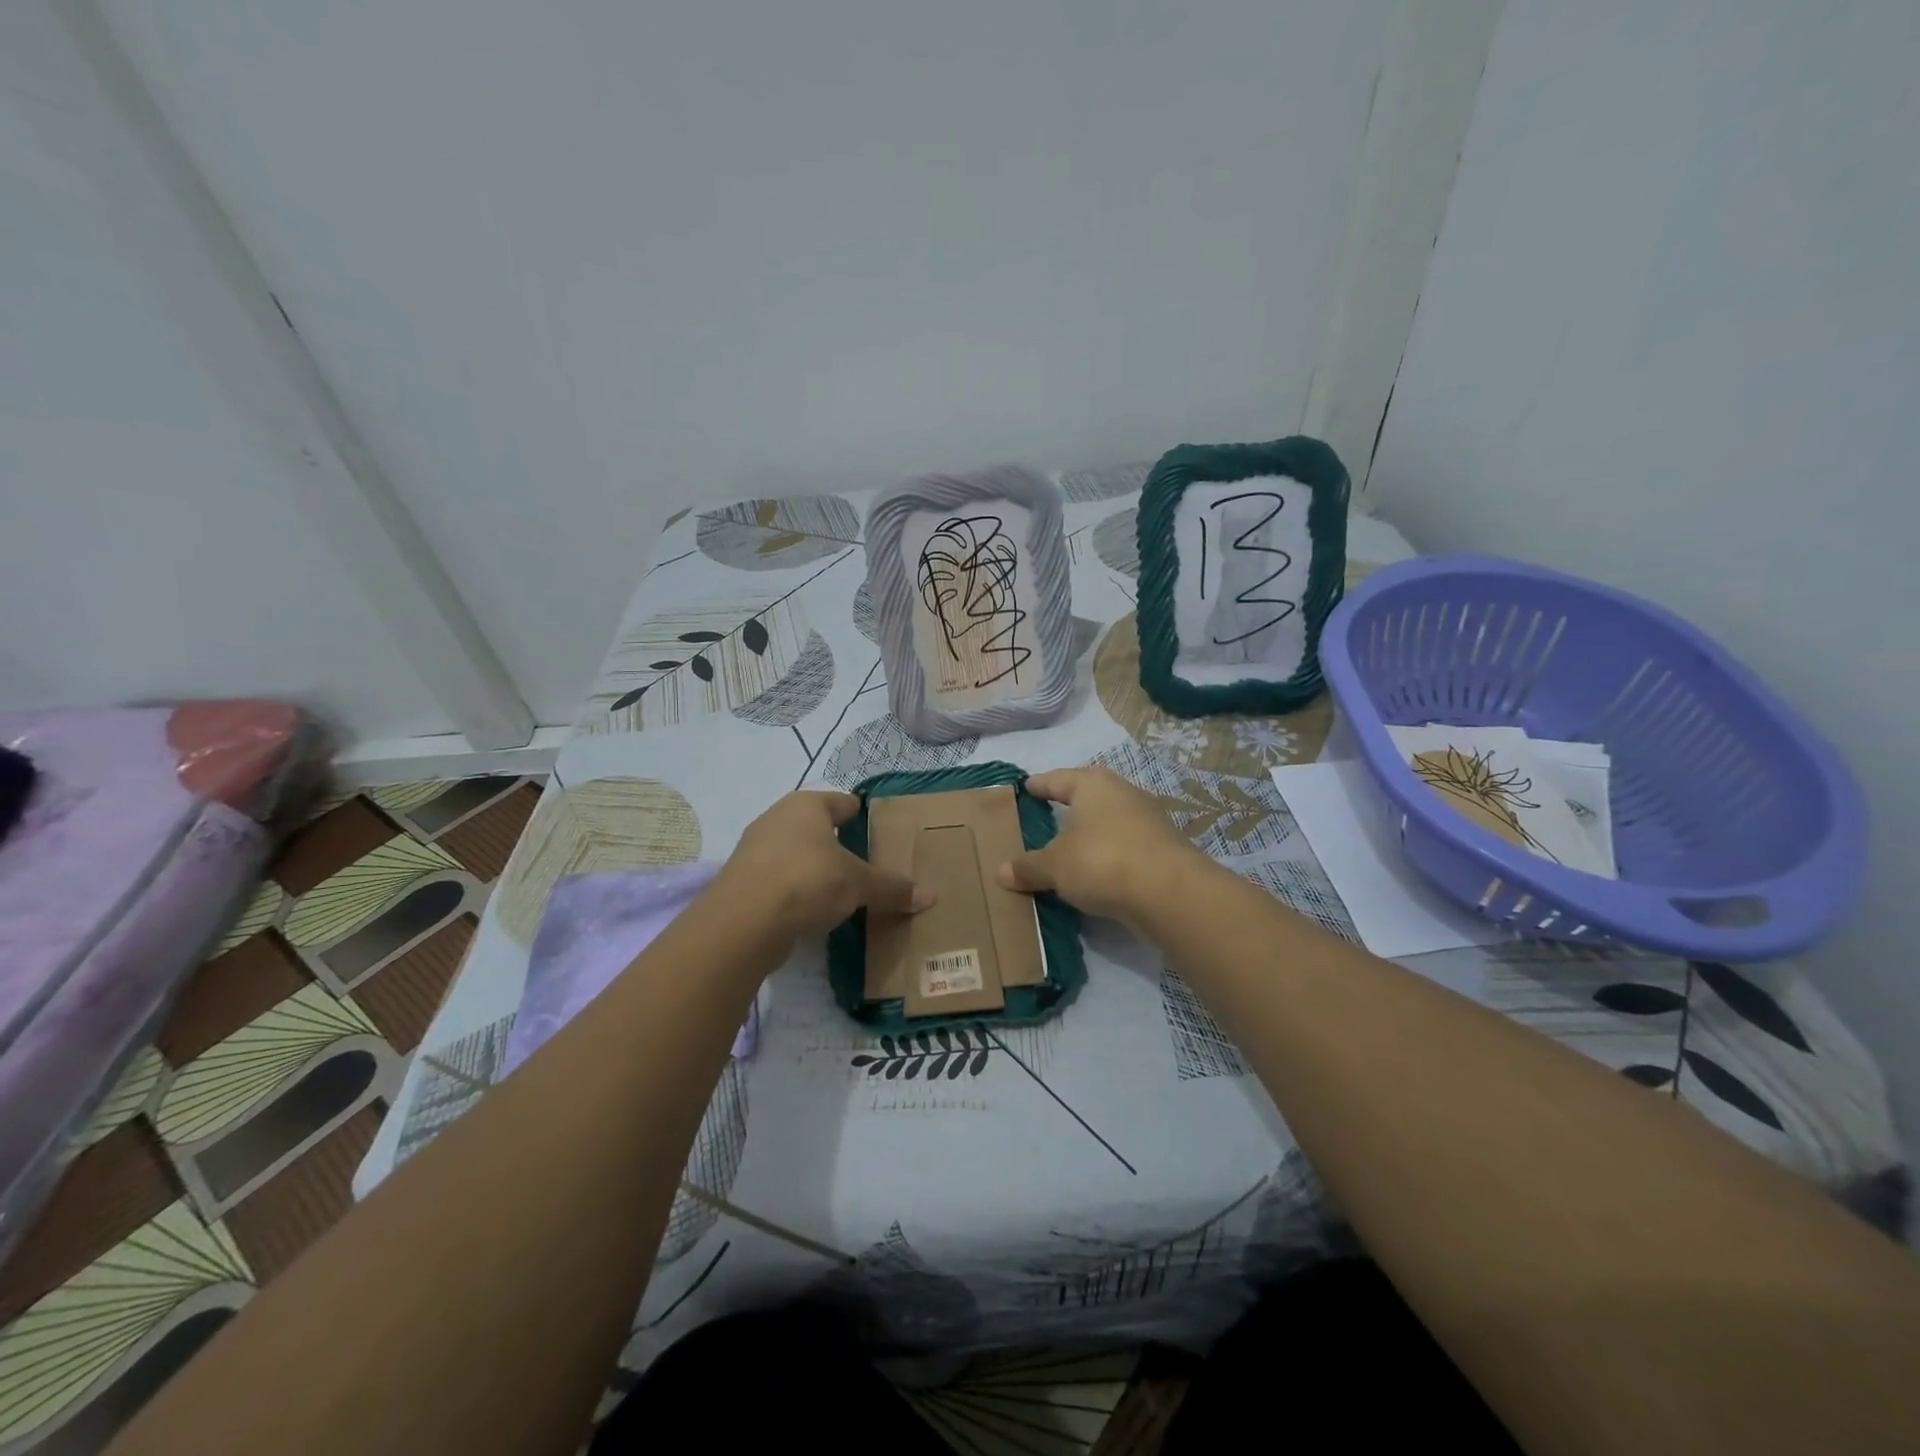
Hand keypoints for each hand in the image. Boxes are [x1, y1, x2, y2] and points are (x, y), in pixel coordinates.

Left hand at [718, 791, 933, 940]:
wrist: (743, 922)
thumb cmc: (808, 882)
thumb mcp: (858, 885)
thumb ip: (892, 888)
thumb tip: (931, 896)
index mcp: (807, 806)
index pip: (842, 802)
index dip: (860, 813)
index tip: (876, 827)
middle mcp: (777, 817)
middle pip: (814, 825)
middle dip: (835, 841)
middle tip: (862, 860)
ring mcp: (754, 848)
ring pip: (793, 850)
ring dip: (812, 865)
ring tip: (837, 886)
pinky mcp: (741, 880)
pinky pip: (777, 877)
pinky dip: (794, 888)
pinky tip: (809, 906)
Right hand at [996, 767, 1208, 928]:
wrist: (1170, 892)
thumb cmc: (1102, 861)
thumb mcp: (1055, 866)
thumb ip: (1028, 867)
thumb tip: (1000, 872)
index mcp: (1092, 784)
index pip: (1057, 779)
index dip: (1038, 785)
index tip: (1024, 787)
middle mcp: (1122, 793)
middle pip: (1087, 797)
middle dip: (1067, 809)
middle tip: (1043, 818)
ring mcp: (1147, 820)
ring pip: (1107, 823)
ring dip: (1089, 835)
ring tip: (1067, 849)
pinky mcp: (1161, 849)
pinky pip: (1123, 847)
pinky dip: (1107, 856)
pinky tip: (1095, 873)